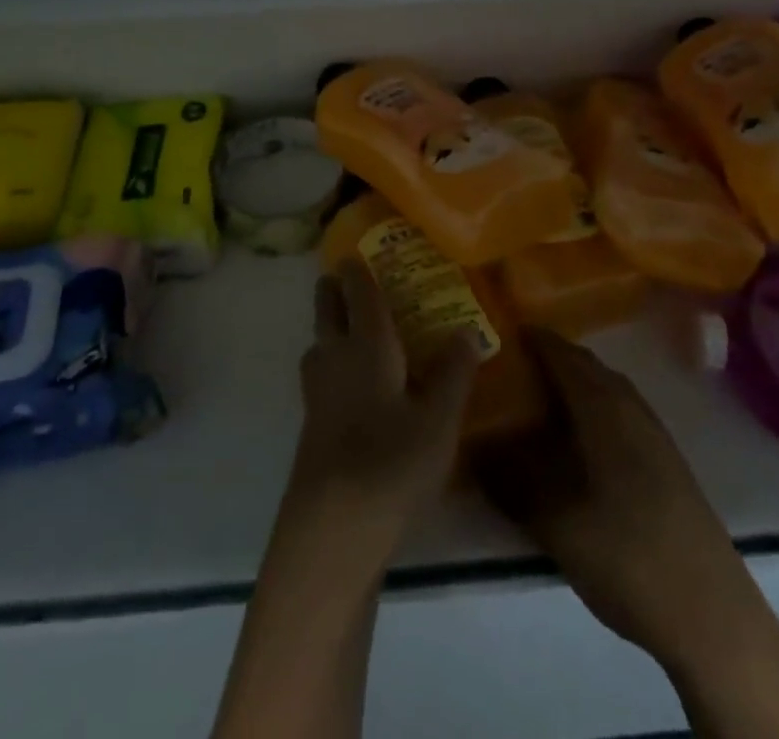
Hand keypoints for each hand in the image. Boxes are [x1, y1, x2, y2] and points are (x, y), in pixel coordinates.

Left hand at [283, 259, 478, 560]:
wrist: (332, 528)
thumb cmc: (391, 463)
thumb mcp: (439, 420)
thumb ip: (454, 372)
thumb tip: (467, 330)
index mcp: (367, 343)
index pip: (359, 291)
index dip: (358, 268)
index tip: (360, 250)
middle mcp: (335, 356)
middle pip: (327, 308)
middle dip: (335, 288)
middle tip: (352, 278)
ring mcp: (317, 390)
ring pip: (319, 341)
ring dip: (331, 326)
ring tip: (357, 329)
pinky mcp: (312, 423)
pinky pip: (321, 372)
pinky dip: (333, 361)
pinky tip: (355, 384)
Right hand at [472, 328, 744, 672]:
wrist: (712, 616)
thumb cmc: (627, 555)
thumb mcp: (555, 523)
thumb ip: (511, 482)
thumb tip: (474, 451)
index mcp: (603, 406)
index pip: (561, 352)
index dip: (529, 338)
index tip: (495, 334)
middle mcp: (630, 406)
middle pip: (585, 366)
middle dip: (548, 360)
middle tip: (507, 370)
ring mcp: (654, 434)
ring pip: (605, 390)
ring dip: (572, 387)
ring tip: (534, 404)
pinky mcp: (666, 463)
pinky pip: (619, 415)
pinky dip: (591, 412)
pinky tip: (575, 444)